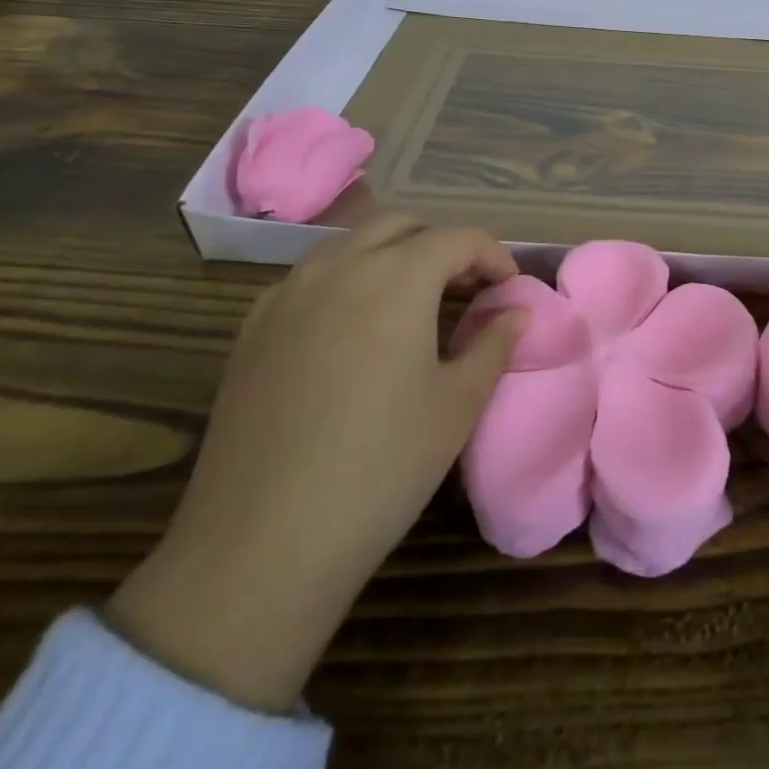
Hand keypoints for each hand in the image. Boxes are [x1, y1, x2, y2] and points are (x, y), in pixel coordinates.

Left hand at [106, 213, 523, 711]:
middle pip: (403, 225)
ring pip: (352, 243)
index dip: (494, 256)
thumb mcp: (458, 403)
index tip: (508, 290)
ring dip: (393, 255)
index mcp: (398, 275)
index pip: (460, 237)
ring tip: (415, 302)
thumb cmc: (382, 466)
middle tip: (467, 288)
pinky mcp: (253, 327)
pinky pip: (312, 276)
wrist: (262, 544)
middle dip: (443, 245)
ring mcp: (288, 292)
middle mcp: (340, 265)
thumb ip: (494, 342)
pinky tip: (354, 327)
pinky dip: (347, 278)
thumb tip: (516, 311)